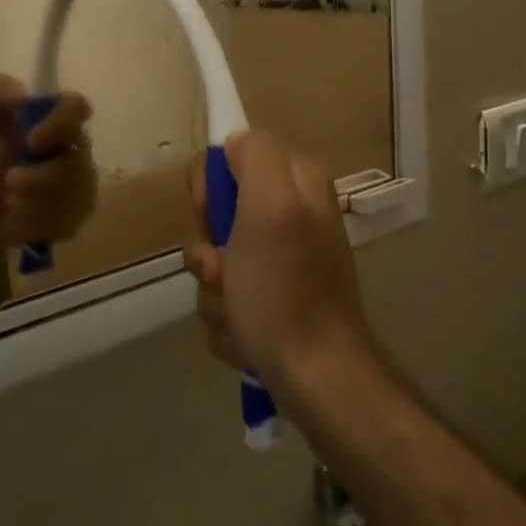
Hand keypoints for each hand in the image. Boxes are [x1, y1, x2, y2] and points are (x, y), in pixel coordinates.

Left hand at [0, 77, 97, 257]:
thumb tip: (21, 91)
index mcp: (52, 118)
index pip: (77, 108)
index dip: (62, 122)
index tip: (32, 140)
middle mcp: (73, 148)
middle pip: (78, 161)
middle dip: (42, 177)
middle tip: (9, 182)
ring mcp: (79, 184)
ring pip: (74, 195)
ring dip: (36, 201)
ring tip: (7, 202)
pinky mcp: (74, 216)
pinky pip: (67, 222)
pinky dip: (37, 223)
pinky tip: (16, 220)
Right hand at [187, 129, 374, 390]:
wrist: (316, 380)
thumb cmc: (284, 291)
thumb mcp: (270, 207)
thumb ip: (255, 156)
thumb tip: (234, 145)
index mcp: (297, 186)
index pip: (232, 157)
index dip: (211, 185)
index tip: (209, 212)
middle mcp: (292, 219)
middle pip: (219, 215)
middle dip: (210, 251)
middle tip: (225, 272)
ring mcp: (283, 266)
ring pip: (217, 263)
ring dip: (215, 293)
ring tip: (238, 316)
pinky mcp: (274, 305)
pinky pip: (226, 300)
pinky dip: (228, 322)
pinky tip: (245, 339)